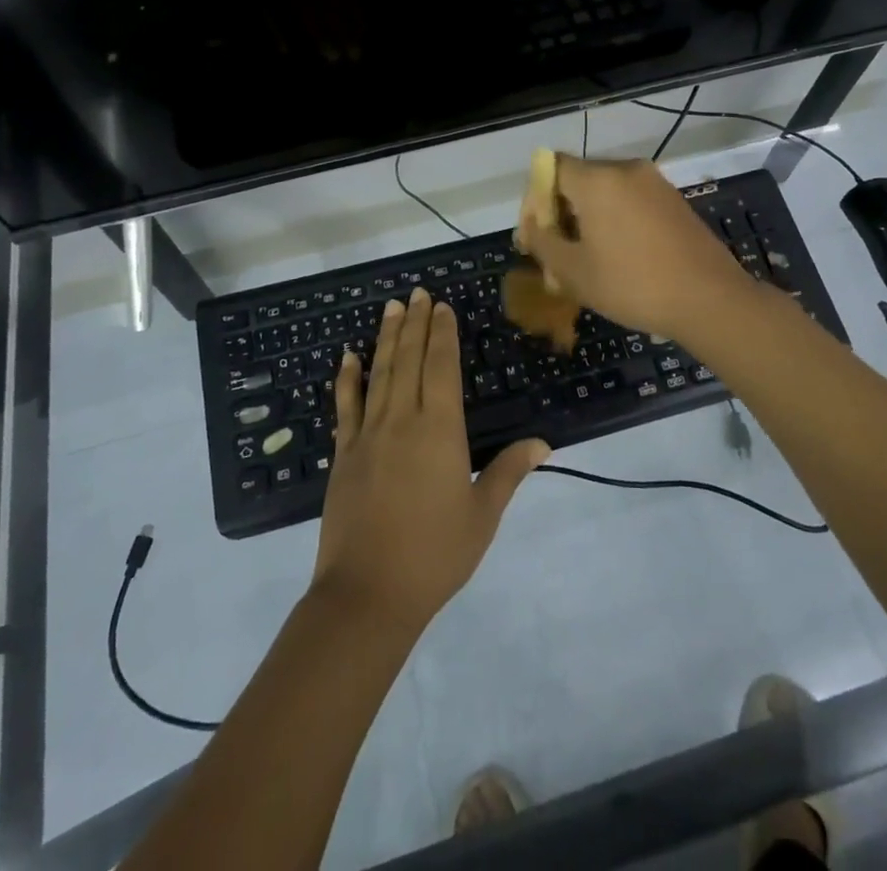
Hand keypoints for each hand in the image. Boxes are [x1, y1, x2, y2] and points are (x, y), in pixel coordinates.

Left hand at [311, 289, 548, 635]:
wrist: (367, 594)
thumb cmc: (434, 554)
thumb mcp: (482, 515)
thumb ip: (509, 472)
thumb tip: (542, 442)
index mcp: (440, 431)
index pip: (442, 368)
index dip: (442, 334)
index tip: (441, 306)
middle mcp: (402, 420)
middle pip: (410, 360)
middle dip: (415, 323)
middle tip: (417, 292)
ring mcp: (368, 435)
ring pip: (379, 373)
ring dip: (386, 338)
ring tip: (391, 307)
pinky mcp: (343, 454)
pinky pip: (345, 406)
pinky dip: (348, 378)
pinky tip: (349, 356)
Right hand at [515, 155, 755, 339]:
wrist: (710, 299)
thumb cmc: (633, 284)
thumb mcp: (573, 271)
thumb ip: (543, 242)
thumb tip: (532, 227)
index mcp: (597, 179)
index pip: (551, 168)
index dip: (534, 198)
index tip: (535, 234)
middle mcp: (626, 169)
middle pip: (578, 179)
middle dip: (559, 212)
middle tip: (555, 254)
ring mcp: (655, 183)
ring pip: (605, 193)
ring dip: (587, 220)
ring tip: (585, 262)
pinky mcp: (674, 201)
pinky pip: (631, 202)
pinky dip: (615, 221)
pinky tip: (618, 258)